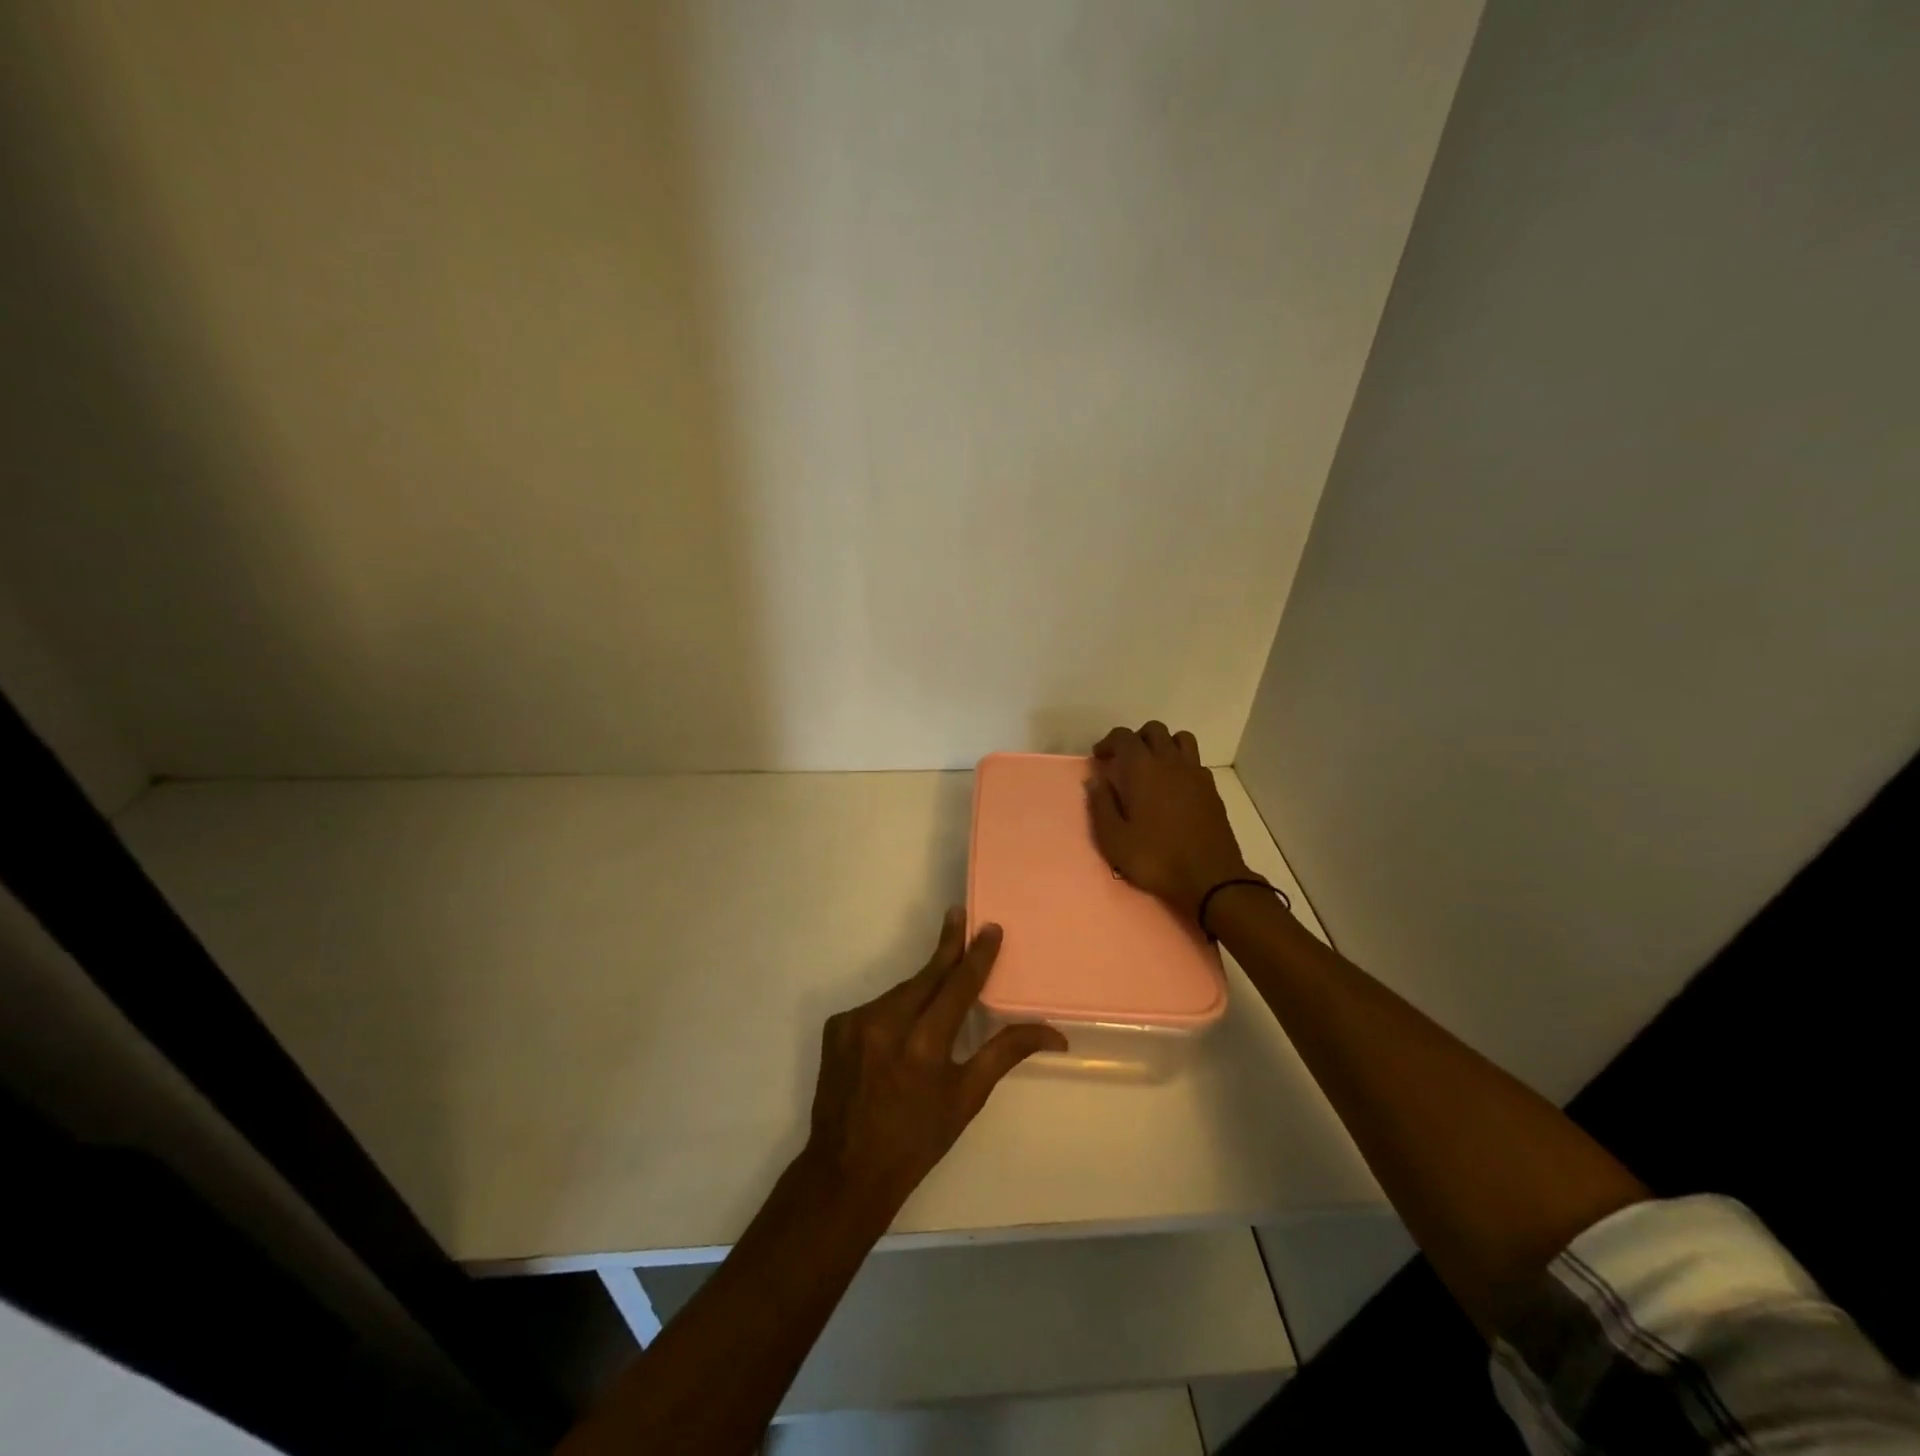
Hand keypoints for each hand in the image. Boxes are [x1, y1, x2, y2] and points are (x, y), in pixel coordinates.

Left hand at [803, 909, 1065, 1217]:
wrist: (845, 1170)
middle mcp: (886, 1024)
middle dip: (947, 947)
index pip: (958, 986)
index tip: (989, 927)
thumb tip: (1054, 1031)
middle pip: (926, 975)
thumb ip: (1005, 1052)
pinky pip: (876, 1006)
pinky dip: (894, 1010)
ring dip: (922, 987)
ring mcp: (856, 1022)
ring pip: (901, 991)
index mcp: (924, 1046)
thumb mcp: (967, 1099)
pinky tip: (899, 1029)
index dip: (976, 955)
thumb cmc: (917, 1140)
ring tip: (938, 989)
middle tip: (959, 915)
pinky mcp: (836, 1026)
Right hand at [1087, 722, 1255, 922]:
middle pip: (1154, 730)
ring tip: (1152, 767)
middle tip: (1124, 761)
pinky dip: (1182, 764)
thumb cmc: (1155, 858)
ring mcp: (1195, 774)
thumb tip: (1096, 780)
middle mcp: (1170, 762)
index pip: (1124, 736)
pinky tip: (1174, 787)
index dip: (1109, 742)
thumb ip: (1101, 805)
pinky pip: (1195, 762)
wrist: (1210, 879)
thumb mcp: (1114, 839)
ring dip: (1163, 745)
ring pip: (1180, 739)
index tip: (1100, 759)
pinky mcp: (1212, 789)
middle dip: (1136, 739)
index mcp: (1143, 769)